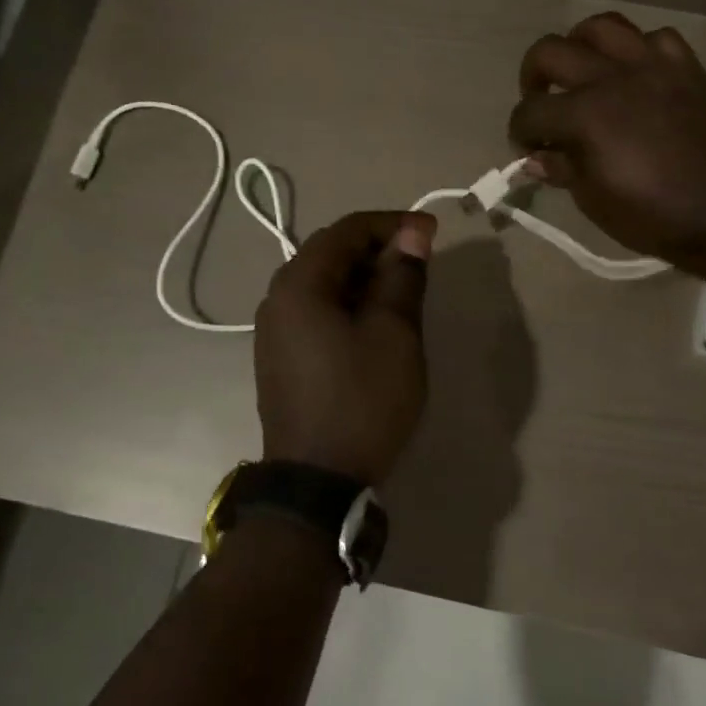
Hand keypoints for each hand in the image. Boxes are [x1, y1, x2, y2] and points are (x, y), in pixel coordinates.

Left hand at [255, 210, 434, 486]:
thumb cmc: (362, 401)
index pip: (347, 230)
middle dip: (377, 251)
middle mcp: (277, 299)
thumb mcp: (394, 334)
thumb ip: (402, 277)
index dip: (392, 224)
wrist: (317, 481)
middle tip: (421, 263)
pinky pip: (316, 313)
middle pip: (330, 254)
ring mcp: (274, 331)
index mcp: (299, 284)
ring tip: (403, 294)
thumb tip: (412, 233)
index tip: (432, 233)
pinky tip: (374, 325)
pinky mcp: (280, 358)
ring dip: (363, 279)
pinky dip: (347, 305)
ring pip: (323, 285)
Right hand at [508, 11, 705, 275]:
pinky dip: (637, 51)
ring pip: (602, 27)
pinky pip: (655, 38)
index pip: (530, 112)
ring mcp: (653, 65)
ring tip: (582, 71)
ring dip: (580, 45)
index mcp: (585, 115)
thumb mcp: (594, 200)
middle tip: (540, 100)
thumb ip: (562, 169)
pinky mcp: (686, 67)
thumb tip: (535, 158)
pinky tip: (636, 74)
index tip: (526, 148)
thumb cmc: (653, 215)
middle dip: (533, 76)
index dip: (518, 131)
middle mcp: (612, 77)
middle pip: (551, 51)